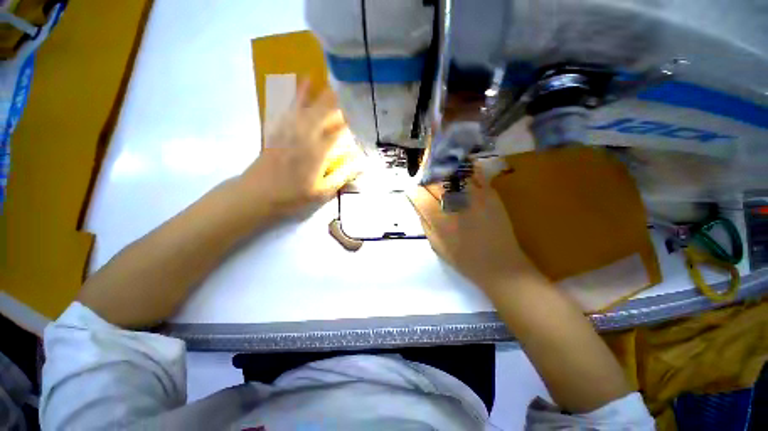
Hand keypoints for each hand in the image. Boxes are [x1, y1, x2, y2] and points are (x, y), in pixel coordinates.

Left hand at [240, 85, 362, 219]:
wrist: (256, 196)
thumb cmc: (293, 197)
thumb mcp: (323, 192)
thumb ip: (342, 175)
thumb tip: (361, 162)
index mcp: (317, 152)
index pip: (339, 131)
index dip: (352, 121)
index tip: (363, 113)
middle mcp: (304, 136)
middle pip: (323, 112)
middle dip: (338, 101)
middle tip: (351, 89)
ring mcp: (288, 130)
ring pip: (306, 105)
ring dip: (318, 92)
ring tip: (329, 78)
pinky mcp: (277, 130)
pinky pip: (288, 107)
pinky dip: (296, 94)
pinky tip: (301, 85)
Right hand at [408, 165, 540, 291]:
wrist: (499, 263)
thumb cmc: (463, 258)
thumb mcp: (435, 244)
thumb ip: (424, 221)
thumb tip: (418, 203)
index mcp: (438, 217)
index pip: (418, 193)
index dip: (413, 191)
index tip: (414, 194)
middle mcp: (454, 201)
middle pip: (433, 180)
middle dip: (426, 181)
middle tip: (426, 186)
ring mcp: (474, 194)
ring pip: (451, 173)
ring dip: (442, 173)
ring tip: (439, 176)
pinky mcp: (490, 192)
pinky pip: (474, 173)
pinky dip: (464, 169)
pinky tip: (459, 173)